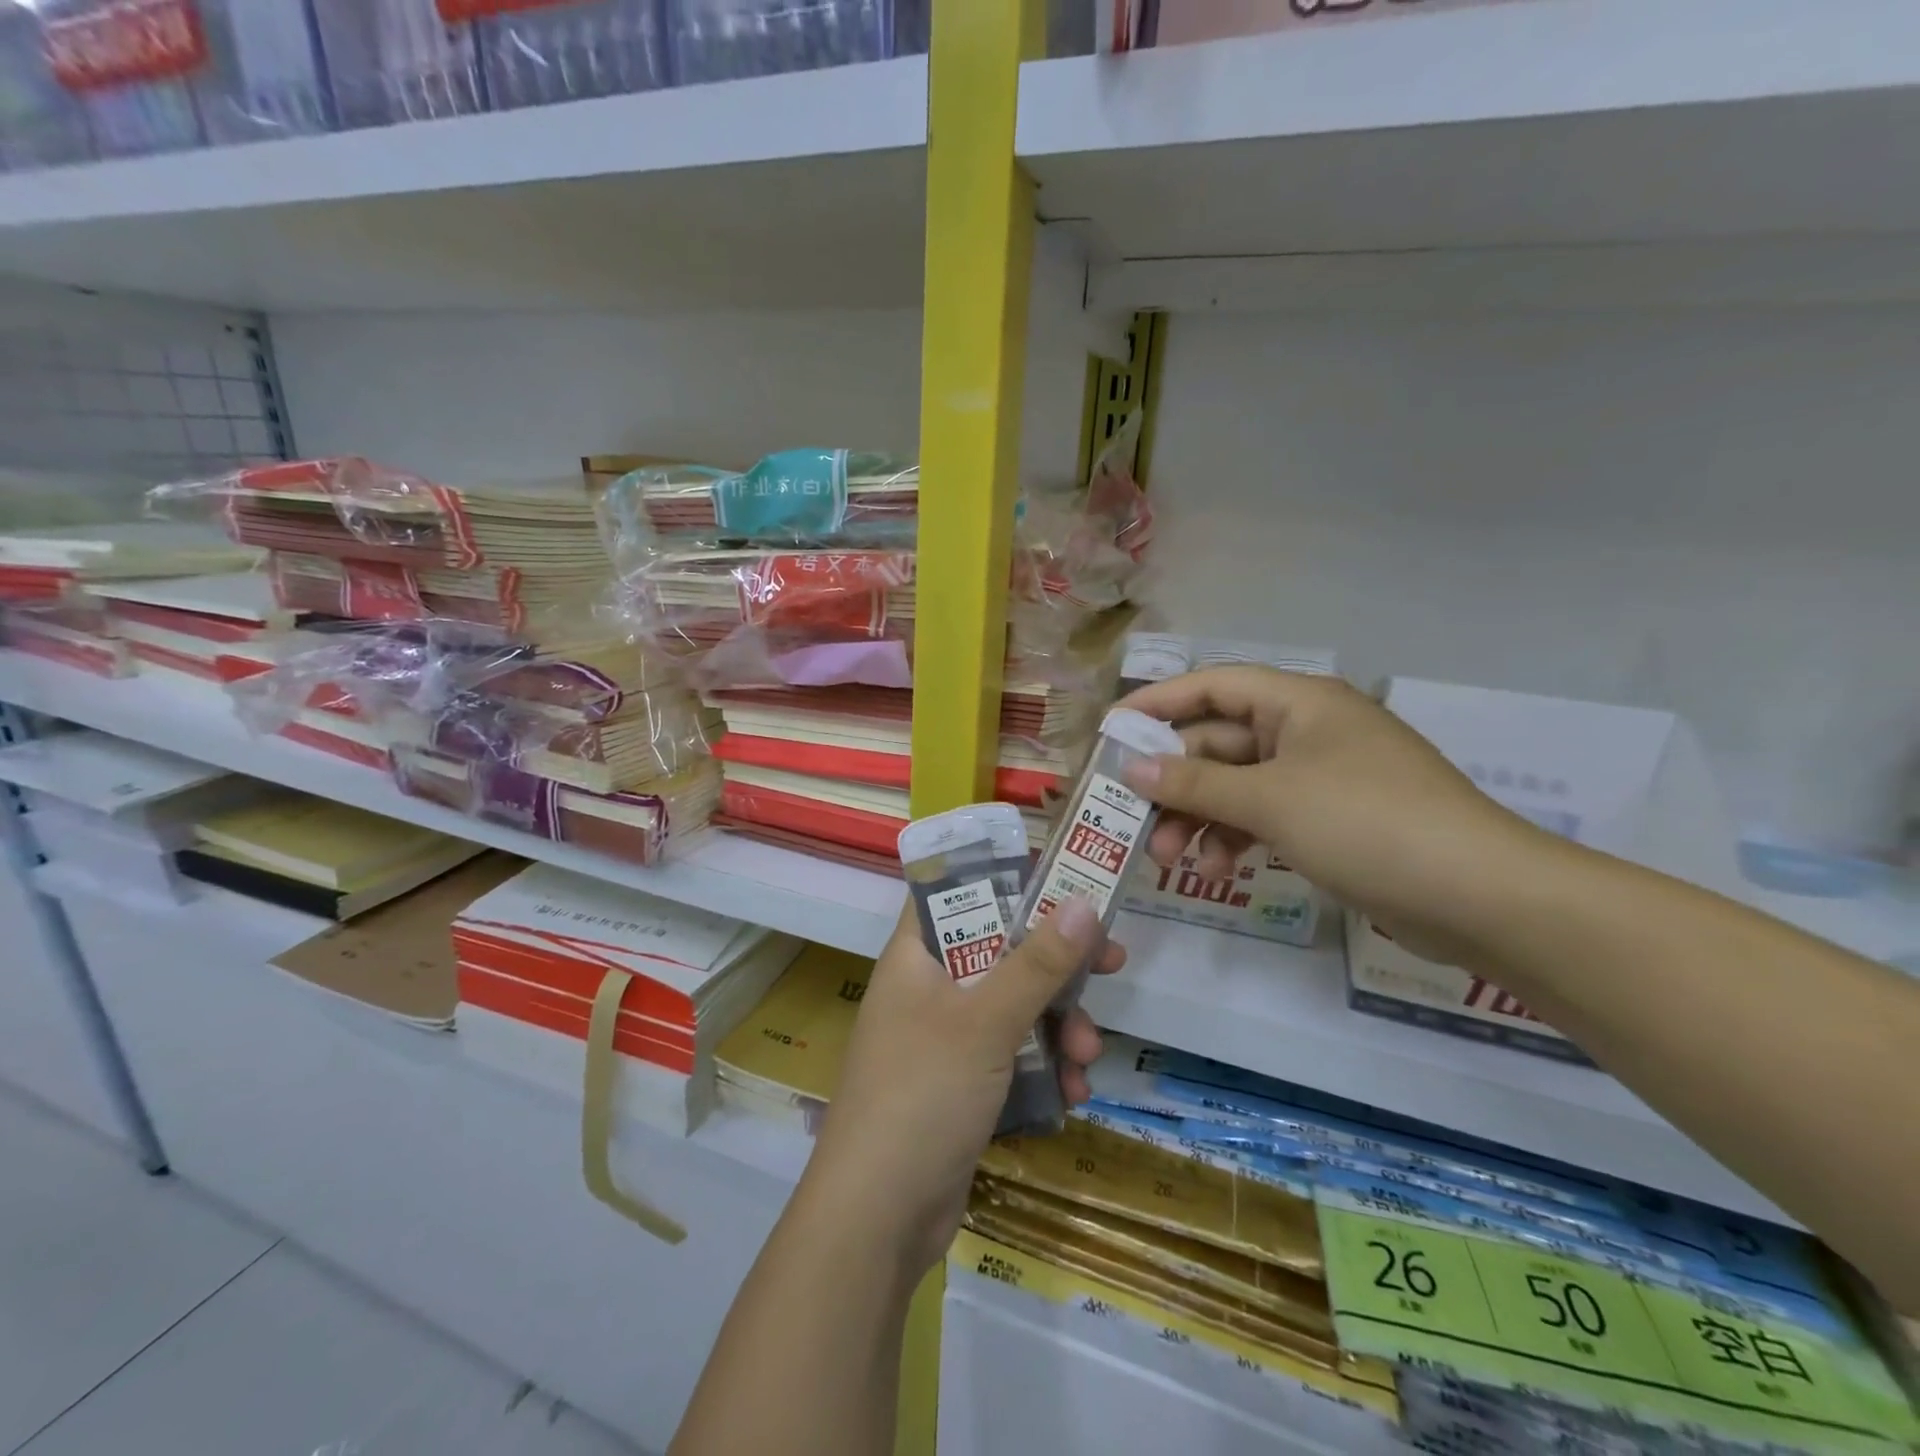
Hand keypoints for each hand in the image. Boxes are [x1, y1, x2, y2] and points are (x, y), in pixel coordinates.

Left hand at [804, 896, 1123, 1277]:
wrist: (876, 1219)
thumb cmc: (923, 1094)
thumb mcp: (986, 1021)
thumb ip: (1037, 963)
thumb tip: (1083, 903)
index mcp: (916, 956)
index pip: (957, 893)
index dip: (1007, 881)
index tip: (1063, 884)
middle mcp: (929, 989)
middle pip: (1000, 951)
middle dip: (1056, 965)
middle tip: (1110, 961)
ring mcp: (945, 1040)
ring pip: (1015, 1008)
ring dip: (1060, 1026)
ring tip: (1091, 1055)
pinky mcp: (962, 1086)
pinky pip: (1013, 1057)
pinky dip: (1045, 1067)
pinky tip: (1074, 1093)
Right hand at [1118, 667, 1545, 961]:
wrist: (1481, 897)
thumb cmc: (1366, 824)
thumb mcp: (1269, 800)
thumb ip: (1194, 784)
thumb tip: (1131, 768)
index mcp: (1298, 702)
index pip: (1212, 685)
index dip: (1158, 703)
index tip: (1111, 732)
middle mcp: (1306, 730)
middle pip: (1218, 742)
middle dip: (1175, 782)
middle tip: (1134, 820)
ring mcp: (1319, 777)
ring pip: (1236, 786)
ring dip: (1199, 817)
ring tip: (1170, 859)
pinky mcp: (1330, 820)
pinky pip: (1263, 816)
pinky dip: (1234, 837)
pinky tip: (1217, 869)